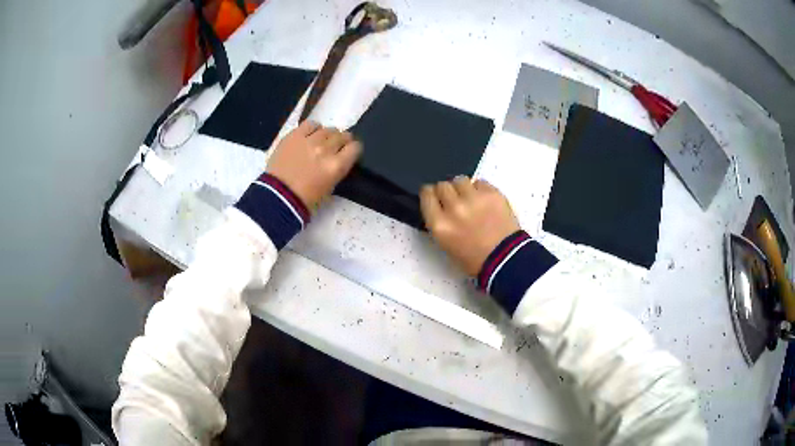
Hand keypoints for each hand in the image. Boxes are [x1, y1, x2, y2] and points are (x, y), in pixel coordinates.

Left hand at [266, 121, 361, 209]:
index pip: (355, 147)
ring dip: (327, 135)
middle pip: (342, 136)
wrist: (277, 197)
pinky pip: (310, 124)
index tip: (348, 152)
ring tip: (321, 142)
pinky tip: (310, 134)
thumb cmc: (305, 200)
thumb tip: (338, 158)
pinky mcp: (294, 136)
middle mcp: (326, 150)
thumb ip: (337, 170)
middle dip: (341, 141)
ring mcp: (309, 141)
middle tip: (334, 148)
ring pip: (327, 129)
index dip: (353, 149)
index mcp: (337, 166)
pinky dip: (313, 128)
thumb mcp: (330, 188)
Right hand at [420, 177, 519, 275]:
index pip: (427, 195)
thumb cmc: (474, 259)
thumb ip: (439, 222)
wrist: (505, 259)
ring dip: (462, 187)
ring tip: (470, 198)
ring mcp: (474, 199)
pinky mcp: (492, 193)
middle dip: (446, 191)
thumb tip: (440, 207)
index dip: (429, 193)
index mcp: (439, 224)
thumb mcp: (446, 244)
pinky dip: (480, 189)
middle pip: (442, 185)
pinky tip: (484, 201)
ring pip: (460, 180)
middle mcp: (454, 208)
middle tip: (454, 200)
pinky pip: (480, 182)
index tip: (434, 195)